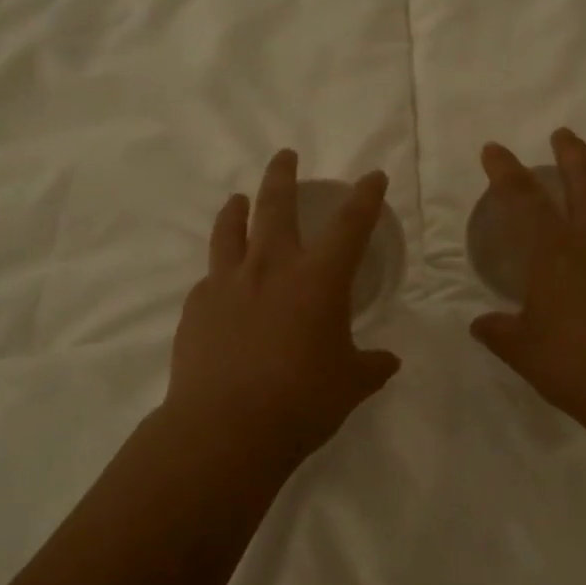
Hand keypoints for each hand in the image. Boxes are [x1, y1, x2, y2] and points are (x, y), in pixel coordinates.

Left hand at [166, 150, 401, 466]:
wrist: (225, 428)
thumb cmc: (301, 402)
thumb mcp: (350, 385)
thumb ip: (371, 366)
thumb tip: (388, 362)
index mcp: (319, 279)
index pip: (350, 224)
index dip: (365, 197)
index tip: (372, 177)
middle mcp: (272, 268)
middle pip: (276, 204)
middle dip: (283, 175)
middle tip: (285, 156)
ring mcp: (228, 283)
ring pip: (231, 229)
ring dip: (238, 208)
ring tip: (238, 199)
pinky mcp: (197, 307)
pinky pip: (210, 277)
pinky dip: (220, 271)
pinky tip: (221, 282)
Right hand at [470, 130, 585, 441]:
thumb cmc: (578, 367)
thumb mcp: (526, 353)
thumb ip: (501, 333)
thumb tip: (481, 325)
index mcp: (555, 253)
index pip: (523, 199)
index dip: (505, 171)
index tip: (494, 149)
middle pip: (585, 179)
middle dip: (570, 153)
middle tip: (563, 136)